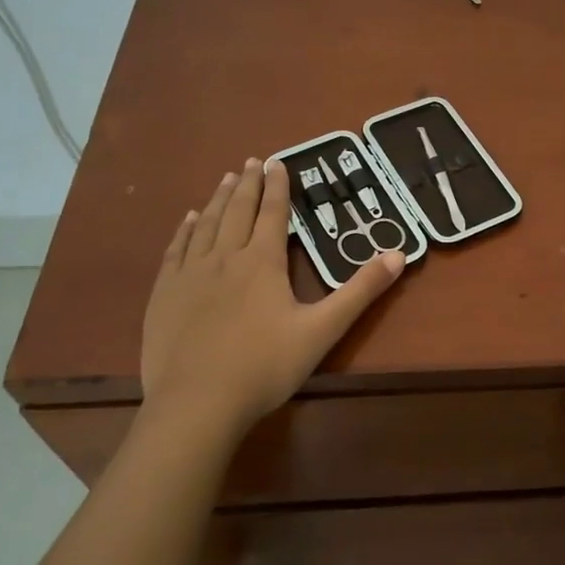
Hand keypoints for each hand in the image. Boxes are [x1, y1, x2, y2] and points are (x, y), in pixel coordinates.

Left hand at [140, 157, 402, 436]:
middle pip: (238, 211)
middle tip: (252, 161)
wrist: (197, 403)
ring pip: (206, 224)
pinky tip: (188, 219)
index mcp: (263, 262)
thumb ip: (361, 291)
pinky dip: (185, 229)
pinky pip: (176, 249)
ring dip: (219, 199)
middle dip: (249, 184)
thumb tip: (398, 254)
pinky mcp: (165, 294)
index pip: (273, 214)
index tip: (278, 161)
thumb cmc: (265, 366)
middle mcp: (225, 257)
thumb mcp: (323, 329)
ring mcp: (190, 274)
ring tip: (227, 178)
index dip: (278, 187)